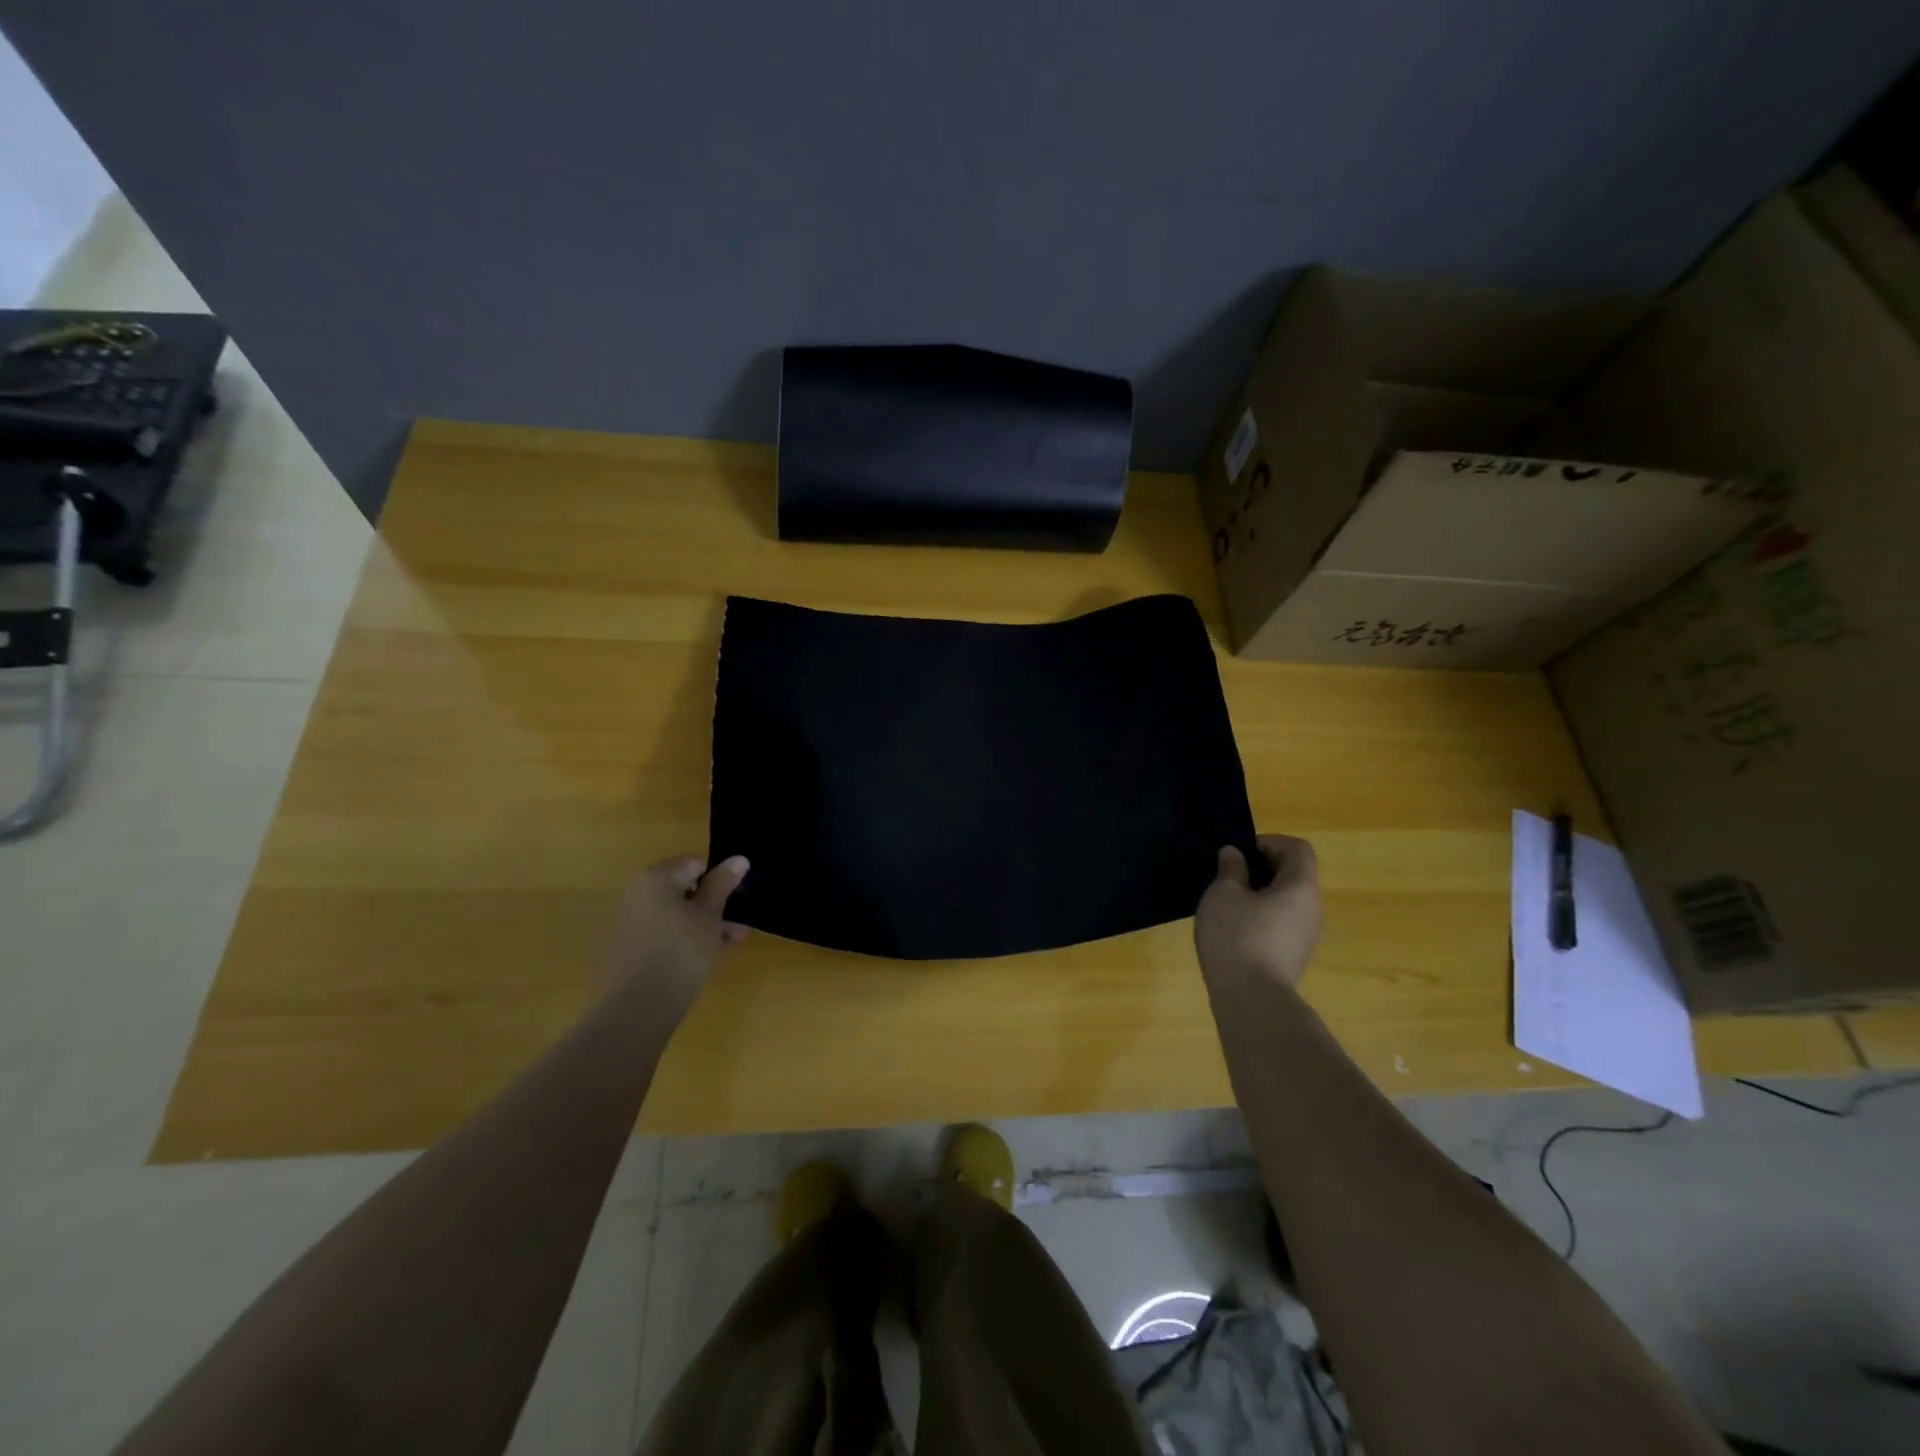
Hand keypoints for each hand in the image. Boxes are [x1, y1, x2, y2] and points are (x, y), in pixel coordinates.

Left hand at [598, 855, 749, 1019]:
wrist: (637, 1008)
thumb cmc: (681, 951)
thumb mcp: (710, 915)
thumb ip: (723, 884)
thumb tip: (738, 858)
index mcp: (656, 878)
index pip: (696, 864)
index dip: (720, 881)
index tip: (736, 904)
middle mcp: (638, 894)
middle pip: (686, 891)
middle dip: (715, 908)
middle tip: (737, 929)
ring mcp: (630, 922)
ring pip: (677, 915)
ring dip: (704, 926)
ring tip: (729, 947)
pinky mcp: (629, 949)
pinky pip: (664, 934)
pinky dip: (685, 941)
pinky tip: (706, 960)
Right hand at [1194, 835, 1321, 992]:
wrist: (1252, 1000)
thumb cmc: (1237, 936)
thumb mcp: (1223, 894)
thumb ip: (1231, 869)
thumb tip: (1235, 855)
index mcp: (1301, 887)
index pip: (1298, 848)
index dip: (1270, 842)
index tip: (1241, 853)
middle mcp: (1312, 909)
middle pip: (1295, 875)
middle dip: (1262, 868)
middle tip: (1230, 875)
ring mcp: (1306, 936)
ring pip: (1288, 901)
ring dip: (1261, 894)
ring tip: (1228, 903)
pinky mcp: (1295, 957)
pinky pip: (1282, 923)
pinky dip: (1262, 917)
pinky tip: (1235, 930)